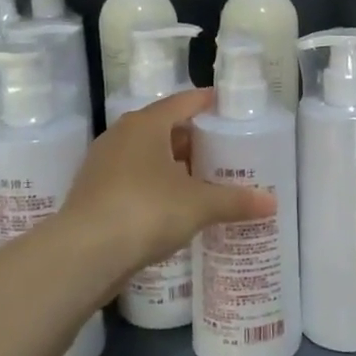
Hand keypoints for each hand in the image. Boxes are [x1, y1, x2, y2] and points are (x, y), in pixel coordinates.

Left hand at [61, 89, 274, 275]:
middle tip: (223, 149)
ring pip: (146, 155)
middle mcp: (121, 135)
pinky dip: (155, 185)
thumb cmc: (145, 210)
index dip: (207, 102)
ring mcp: (103, 164)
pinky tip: (173, 204)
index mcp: (146, 124)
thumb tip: (272, 203)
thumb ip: (234, 200)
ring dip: (172, 164)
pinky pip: (133, 178)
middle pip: (164, 128)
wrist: (83, 254)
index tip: (228, 107)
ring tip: (202, 178)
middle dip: (193, 138)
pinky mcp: (94, 193)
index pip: (183, 102)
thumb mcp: (198, 205)